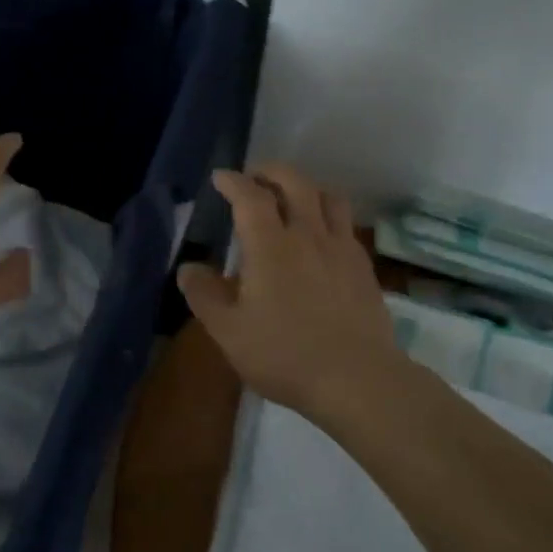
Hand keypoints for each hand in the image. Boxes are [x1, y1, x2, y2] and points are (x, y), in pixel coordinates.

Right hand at [177, 164, 400, 414]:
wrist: (357, 379)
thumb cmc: (285, 354)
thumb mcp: (229, 332)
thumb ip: (205, 295)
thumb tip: (189, 268)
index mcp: (271, 245)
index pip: (250, 196)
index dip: (233, 181)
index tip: (221, 177)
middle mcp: (308, 234)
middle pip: (294, 182)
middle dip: (271, 172)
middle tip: (255, 177)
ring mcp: (341, 248)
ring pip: (328, 197)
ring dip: (306, 187)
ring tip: (293, 198)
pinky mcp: (363, 266)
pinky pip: (346, 224)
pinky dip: (328, 216)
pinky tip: (322, 236)